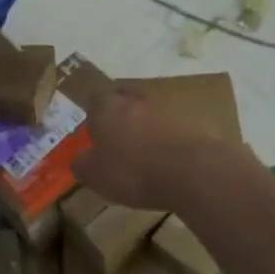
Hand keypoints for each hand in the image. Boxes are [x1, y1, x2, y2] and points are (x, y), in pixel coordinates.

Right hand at [73, 88, 231, 212]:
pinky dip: (171, 139)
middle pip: (125, 100)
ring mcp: (169, 108)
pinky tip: (171, 159)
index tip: (94, 128)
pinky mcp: (195, 122)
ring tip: (147, 152)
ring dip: (148, 126)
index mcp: (108, 108)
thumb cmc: (134, 171)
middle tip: (119, 137)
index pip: (95, 98)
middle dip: (121, 115)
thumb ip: (83, 164)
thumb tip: (79, 159)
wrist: (194, 172)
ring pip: (152, 112)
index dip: (93, 112)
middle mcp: (137, 100)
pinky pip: (176, 127)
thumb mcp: (96, 176)